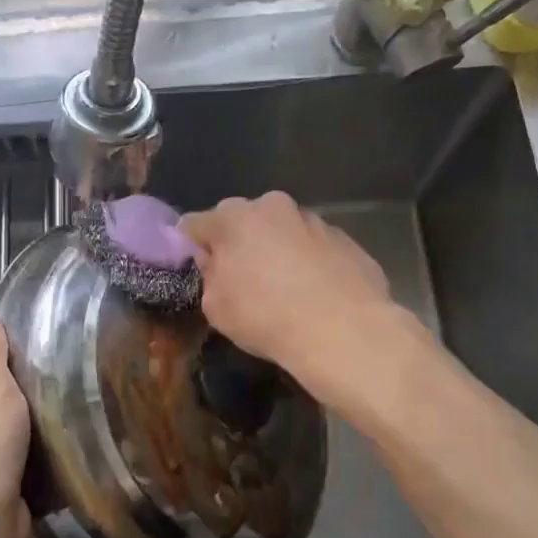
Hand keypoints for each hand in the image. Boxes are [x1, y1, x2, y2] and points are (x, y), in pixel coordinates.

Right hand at [179, 192, 395, 392]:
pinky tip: (315, 296)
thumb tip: (217, 263)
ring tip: (284, 291)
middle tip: (240, 280)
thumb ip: (210, 276)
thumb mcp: (216, 306)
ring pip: (283, 232)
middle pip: (243, 221)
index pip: (195, 225)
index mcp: (233, 217)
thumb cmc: (266, 316)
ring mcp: (314, 220)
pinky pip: (315, 249)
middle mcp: (273, 206)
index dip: (191, 247)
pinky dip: (309, 264)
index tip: (196, 270)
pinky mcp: (346, 240)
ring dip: (277, 252)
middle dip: (238, 244)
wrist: (343, 331)